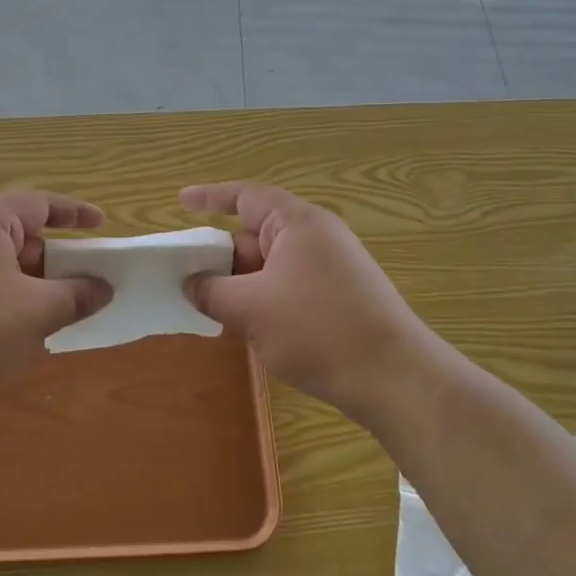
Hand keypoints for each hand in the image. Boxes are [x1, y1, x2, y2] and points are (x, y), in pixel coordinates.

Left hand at [0, 191, 112, 407]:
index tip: (101, 224)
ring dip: (25, 285)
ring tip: (47, 317)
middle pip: (15, 236)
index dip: (74, 212)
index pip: (37, 204)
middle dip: (51, 262)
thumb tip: (103, 288)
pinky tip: (4, 335)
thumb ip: (76, 295)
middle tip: (79, 288)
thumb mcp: (35, 314)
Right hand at [180, 182, 440, 420]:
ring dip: (240, 282)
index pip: (246, 197)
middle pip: (256, 234)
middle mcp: (317, 237)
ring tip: (208, 305)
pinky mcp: (340, 297)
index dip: (210, 197)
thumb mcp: (251, 309)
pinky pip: (289, 286)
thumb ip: (212, 292)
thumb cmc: (318, 330)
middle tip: (184, 275)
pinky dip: (263, 298)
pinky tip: (248, 326)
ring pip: (271, 265)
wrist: (394, 378)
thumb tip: (191, 284)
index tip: (180, 202)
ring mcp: (332, 268)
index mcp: (297, 223)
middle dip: (220, 255)